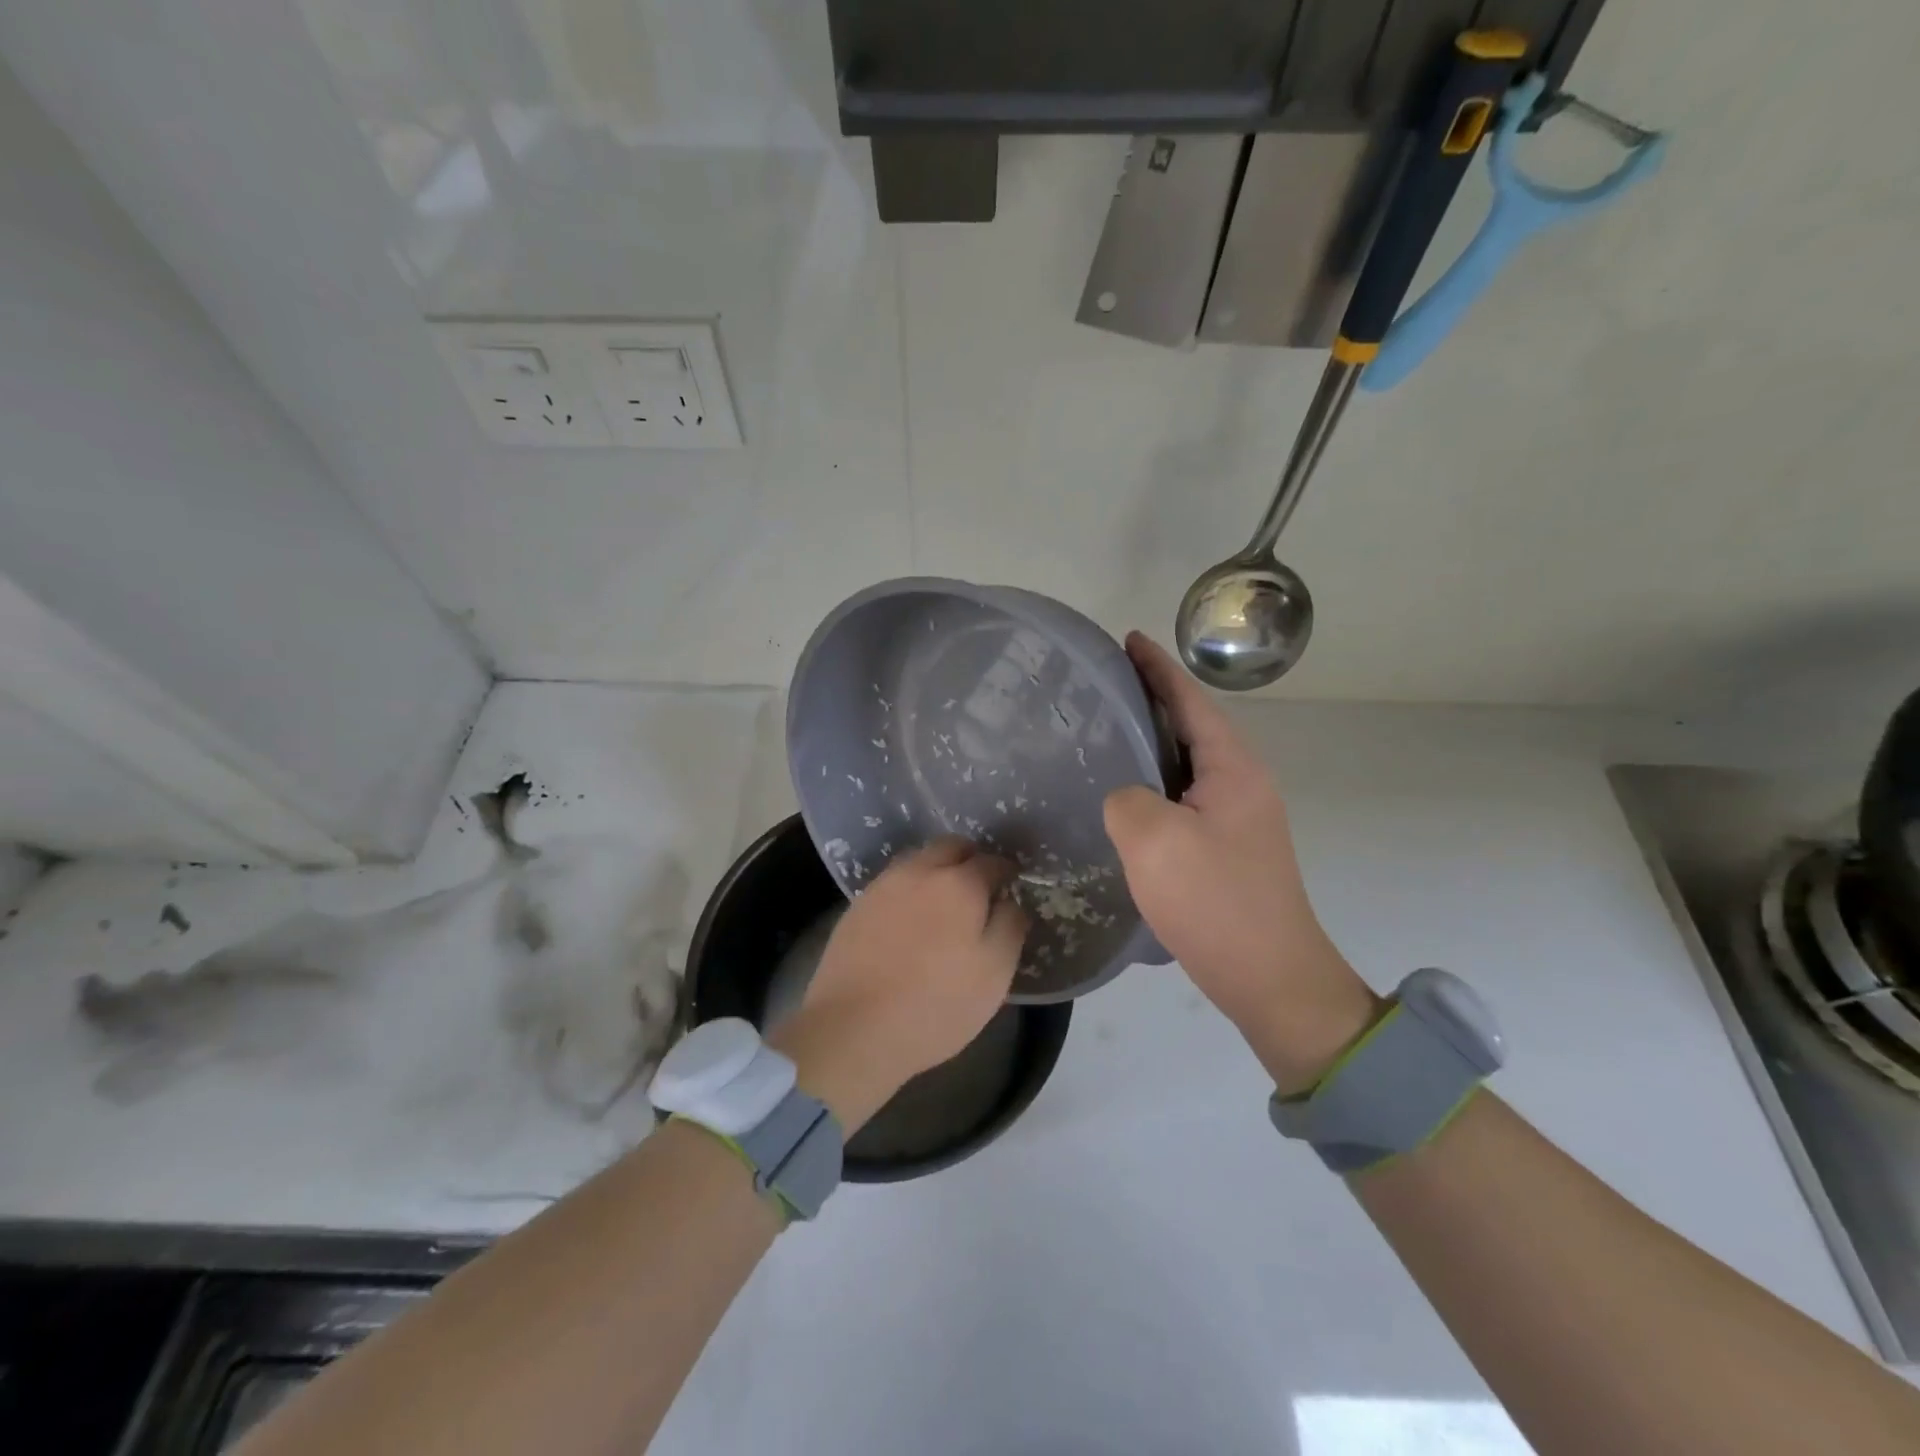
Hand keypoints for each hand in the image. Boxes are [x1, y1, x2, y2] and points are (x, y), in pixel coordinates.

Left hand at [768, 838, 1025, 1129]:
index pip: (992, 862)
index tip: (1011, 887)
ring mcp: (883, 886)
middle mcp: (920, 872)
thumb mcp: (994, 974)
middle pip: (951, 847)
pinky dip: (910, 890)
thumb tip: (1010, 901)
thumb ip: (1009, 927)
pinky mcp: (857, 906)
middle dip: (970, 859)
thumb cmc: (936, 1005)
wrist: (853, 1029)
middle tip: (979, 888)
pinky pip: (893, 883)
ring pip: (919, 861)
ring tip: (944, 904)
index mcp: (960, 884)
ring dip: (937, 871)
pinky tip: (910, 920)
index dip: (1006, 872)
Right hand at [1103, 633, 1378, 1091]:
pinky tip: (1124, 797)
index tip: (1126, 639)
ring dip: (1150, 744)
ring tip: (1104, 734)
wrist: (1272, 979)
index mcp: (1232, 768)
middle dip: (1150, 700)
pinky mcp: (1228, 848)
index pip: (1190, 700)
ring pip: (1187, 764)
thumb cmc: (1215, 902)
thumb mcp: (1153, 841)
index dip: (1157, 667)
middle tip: (1100, 688)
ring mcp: (1239, 818)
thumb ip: (1126, 798)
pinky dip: (1155, 783)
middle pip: (1191, 726)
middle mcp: (1242, 783)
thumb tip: (1126, 797)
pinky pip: (1184, 798)